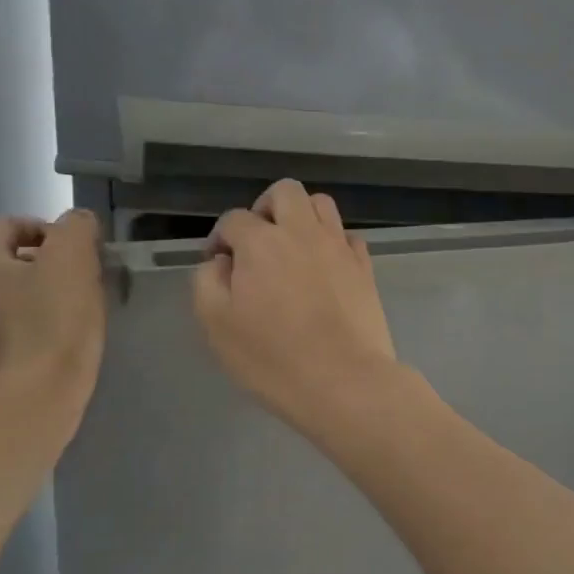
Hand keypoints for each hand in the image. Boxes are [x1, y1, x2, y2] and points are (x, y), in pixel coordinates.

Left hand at [0, 210, 107, 418]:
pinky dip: (47, 327)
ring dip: (51, 296)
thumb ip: (76, 229)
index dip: (47, 227)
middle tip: (88, 278)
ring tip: (85, 310)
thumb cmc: (53, 323)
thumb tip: (78, 222)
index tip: (80, 248)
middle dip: (52, 264)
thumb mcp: (72, 260)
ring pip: (19, 298)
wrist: (35, 399)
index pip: (8, 226)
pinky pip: (23, 330)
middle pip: (13, 262)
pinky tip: (71, 340)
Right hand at [193, 180, 399, 435]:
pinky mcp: (365, 267)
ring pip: (322, 205)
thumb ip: (208, 282)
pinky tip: (324, 269)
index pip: (234, 219)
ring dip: (302, 217)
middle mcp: (303, 233)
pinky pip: (348, 237)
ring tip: (291, 249)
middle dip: (265, 208)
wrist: (345, 381)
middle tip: (257, 242)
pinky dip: (332, 243)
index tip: (219, 264)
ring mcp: (340, 247)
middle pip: (285, 192)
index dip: (220, 238)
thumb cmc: (273, 358)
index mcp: (262, 242)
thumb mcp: (217, 325)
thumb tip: (221, 262)